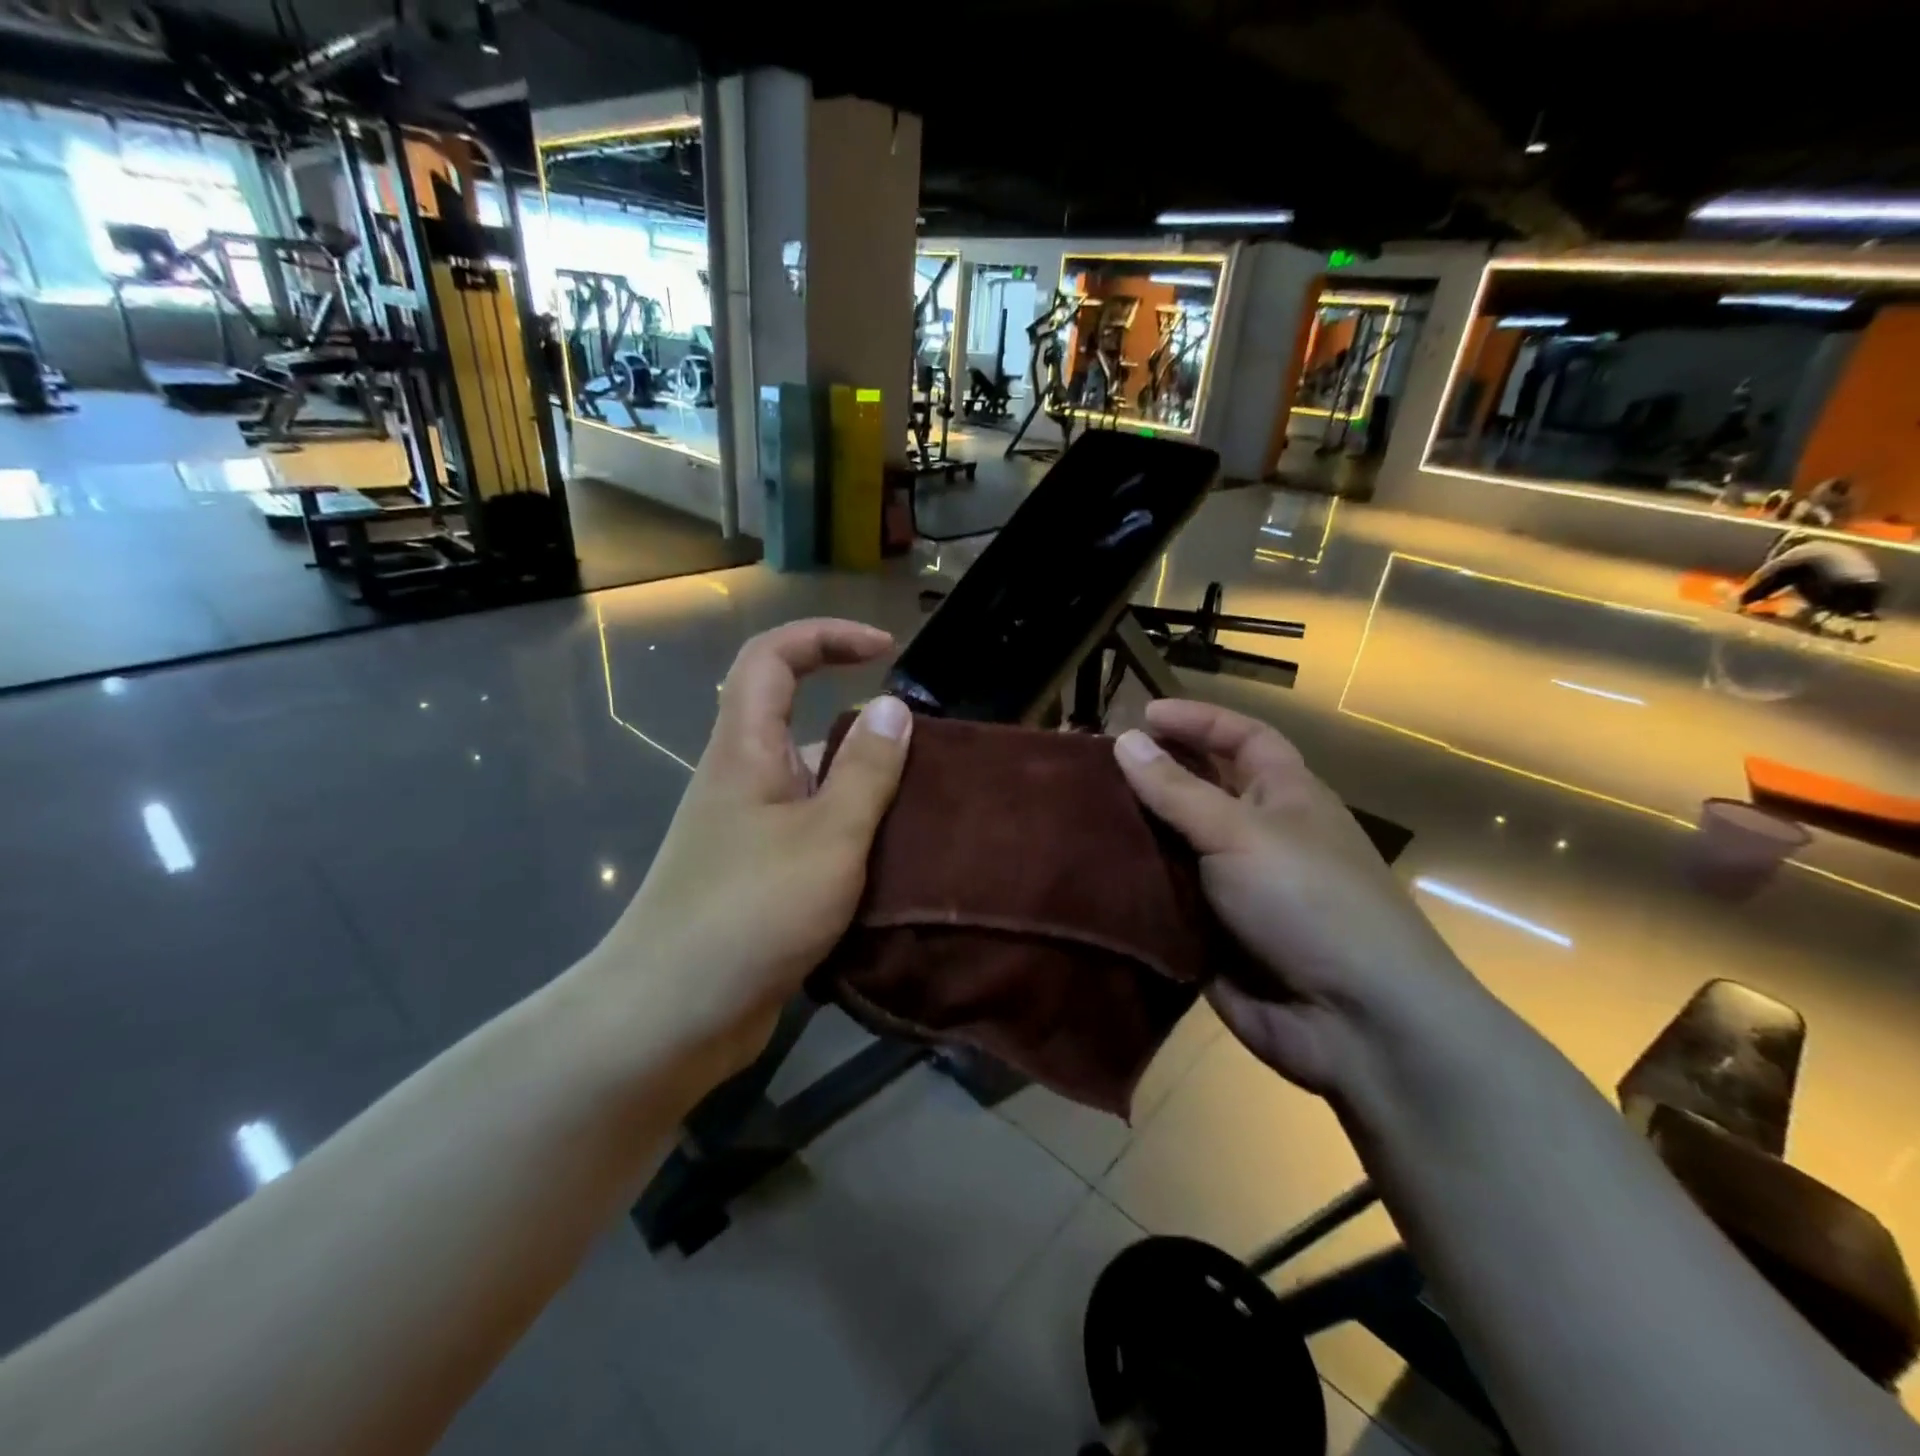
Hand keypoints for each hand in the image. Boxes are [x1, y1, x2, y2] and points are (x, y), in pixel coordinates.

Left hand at [595, 620, 912, 1078]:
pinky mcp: (760, 877)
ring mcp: (750, 832)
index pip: (773, 657)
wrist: (671, 1017)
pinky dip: (854, 839)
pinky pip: (815, 835)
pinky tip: (898, 867)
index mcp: (746, 750)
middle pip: (803, 724)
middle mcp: (743, 780)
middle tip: (929, 761)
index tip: (886, 650)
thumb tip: (893, 706)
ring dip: (868, 794)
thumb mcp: (828, 837)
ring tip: (929, 818)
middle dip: (867, 731)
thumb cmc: (750, 913)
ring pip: (815, 787)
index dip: (826, 636)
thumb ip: (866, 771)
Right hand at [1113, 700, 1480, 1098]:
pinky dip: (1132, 885)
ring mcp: (1234, 887)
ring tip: (1074, 814)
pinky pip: (1163, 898)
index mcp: (1285, 796)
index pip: (1243, 738)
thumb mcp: (1241, 832)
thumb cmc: (1308, 901)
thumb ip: (1177, 789)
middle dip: (1152, 775)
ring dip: (1133, 832)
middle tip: (1091, 766)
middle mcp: (1259, 835)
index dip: (1198, 721)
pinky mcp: (1210, 933)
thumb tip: (1126, 739)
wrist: (1354, 1022)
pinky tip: (1085, 872)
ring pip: (1174, 846)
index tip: (1141, 715)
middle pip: (1200, 790)